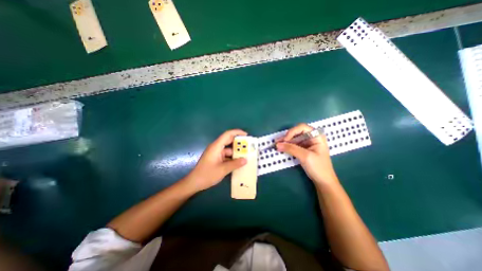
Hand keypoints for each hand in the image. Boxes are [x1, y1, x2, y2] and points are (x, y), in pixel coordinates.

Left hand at [185, 128, 247, 190]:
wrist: (194, 183)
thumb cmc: (207, 175)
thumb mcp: (223, 170)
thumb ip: (235, 164)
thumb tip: (246, 160)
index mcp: (216, 146)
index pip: (227, 134)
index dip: (237, 132)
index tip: (246, 135)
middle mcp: (216, 147)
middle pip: (229, 141)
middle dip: (239, 143)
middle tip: (249, 147)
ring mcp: (216, 153)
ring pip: (228, 149)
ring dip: (236, 152)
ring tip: (246, 155)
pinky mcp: (216, 158)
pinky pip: (226, 155)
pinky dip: (232, 157)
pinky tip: (239, 162)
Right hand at [275, 124, 337, 187]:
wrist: (323, 181)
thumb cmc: (318, 167)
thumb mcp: (305, 157)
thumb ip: (291, 149)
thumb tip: (277, 144)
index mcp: (316, 136)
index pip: (302, 128)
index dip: (292, 132)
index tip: (285, 140)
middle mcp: (312, 137)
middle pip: (296, 132)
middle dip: (287, 137)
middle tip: (277, 142)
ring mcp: (307, 143)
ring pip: (294, 138)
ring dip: (285, 141)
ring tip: (277, 145)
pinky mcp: (303, 149)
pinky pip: (293, 144)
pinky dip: (287, 146)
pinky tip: (281, 147)